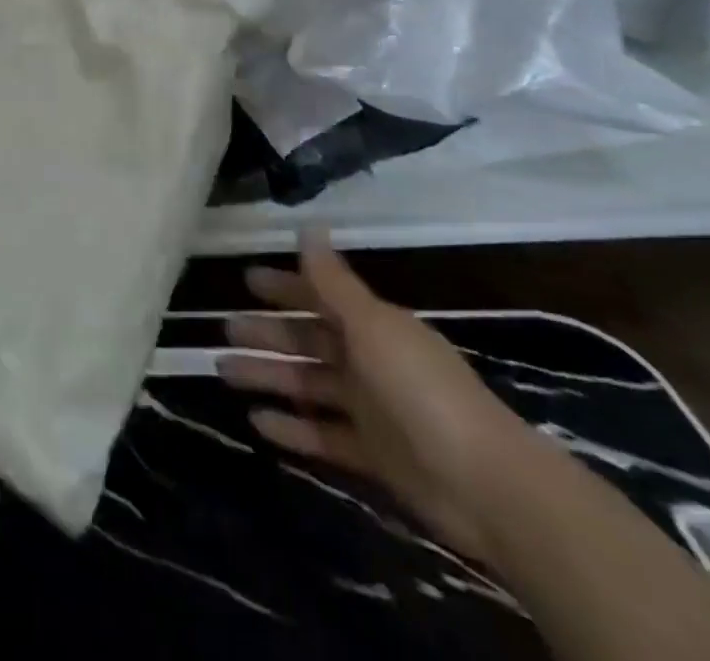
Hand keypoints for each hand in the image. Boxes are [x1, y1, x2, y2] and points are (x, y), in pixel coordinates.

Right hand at [217, 232, 536, 560]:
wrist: (487, 484)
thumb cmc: (421, 389)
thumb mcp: (371, 325)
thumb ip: (332, 280)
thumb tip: (307, 225)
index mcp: (372, 326)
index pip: (319, 298)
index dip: (284, 288)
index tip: (246, 280)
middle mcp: (369, 362)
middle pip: (307, 342)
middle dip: (266, 334)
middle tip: (223, 329)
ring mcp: (371, 410)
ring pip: (307, 386)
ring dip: (267, 377)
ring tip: (222, 372)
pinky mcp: (372, 456)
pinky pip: (321, 436)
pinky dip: (291, 429)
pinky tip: (255, 423)